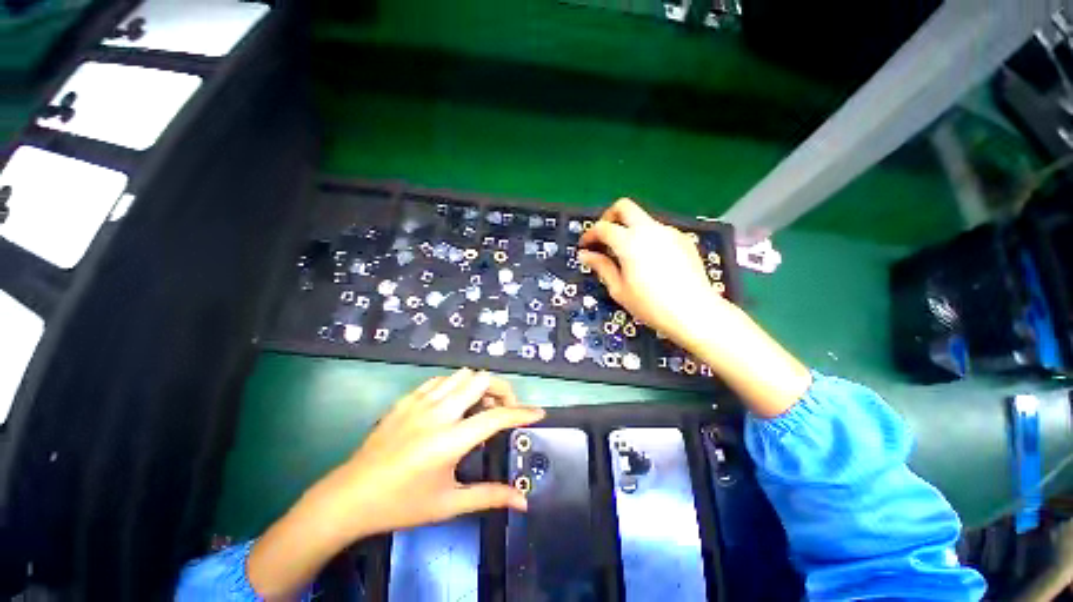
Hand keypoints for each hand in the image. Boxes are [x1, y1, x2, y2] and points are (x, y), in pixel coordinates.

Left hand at [318, 369, 542, 538]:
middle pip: (482, 380)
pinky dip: (455, 386)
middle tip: (503, 410)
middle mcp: (438, 413)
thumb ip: (490, 497)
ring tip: (478, 408)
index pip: (497, 417)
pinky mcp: (407, 399)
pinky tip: (451, 406)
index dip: (523, 413)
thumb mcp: (448, 504)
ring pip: (462, 374)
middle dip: (502, 390)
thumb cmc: (402, 505)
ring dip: (478, 386)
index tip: (538, 413)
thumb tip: (523, 501)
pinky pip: (440, 380)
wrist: (350, 497)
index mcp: (450, 441)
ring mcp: (420, 402)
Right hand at [578, 198, 729, 351]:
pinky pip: (658, 231)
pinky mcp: (683, 239)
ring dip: (629, 228)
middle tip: (604, 237)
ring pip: (642, 219)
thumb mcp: (619, 289)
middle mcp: (649, 229)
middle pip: (624, 206)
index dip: (589, 235)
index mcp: (629, 242)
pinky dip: (646, 237)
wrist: (695, 312)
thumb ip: (602, 267)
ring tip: (626, 254)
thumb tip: (585, 255)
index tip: (584, 247)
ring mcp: (669, 232)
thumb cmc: (651, 305)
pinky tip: (649, 260)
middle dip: (609, 216)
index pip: (603, 227)